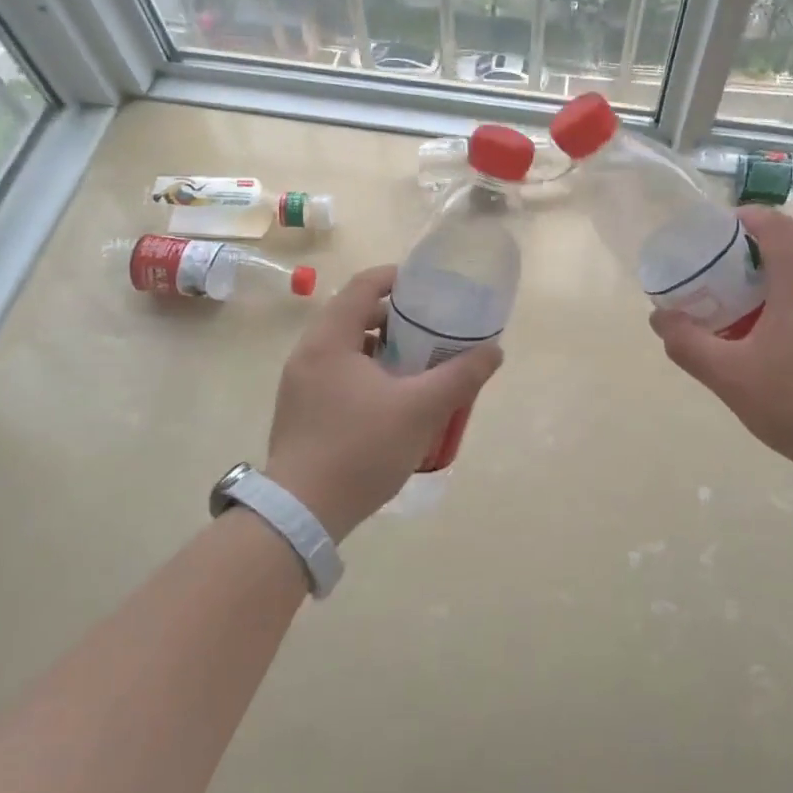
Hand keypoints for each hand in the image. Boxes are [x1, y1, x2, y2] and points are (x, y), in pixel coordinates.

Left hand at [264, 265, 502, 539]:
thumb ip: (460, 376)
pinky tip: (392, 399)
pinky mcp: (299, 411)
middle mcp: (307, 354)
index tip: (428, 286)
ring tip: (417, 364)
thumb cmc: (361, 449)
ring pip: (345, 348)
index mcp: (329, 340)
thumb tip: (494, 351)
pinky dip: (366, 372)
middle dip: (395, 318)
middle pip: (353, 315)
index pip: (363, 286)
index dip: (397, 278)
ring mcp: (299, 384)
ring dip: (381, 347)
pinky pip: (337, 374)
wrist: (302, 514)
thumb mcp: (421, 410)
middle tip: (431, 329)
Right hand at [650, 207, 792, 485]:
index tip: (722, 230)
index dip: (750, 218)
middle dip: (769, 235)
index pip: (779, 226)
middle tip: (735, 260)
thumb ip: (688, 344)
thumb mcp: (728, 377)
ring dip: (791, 259)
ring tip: (757, 290)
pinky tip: (785, 325)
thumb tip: (659, 318)